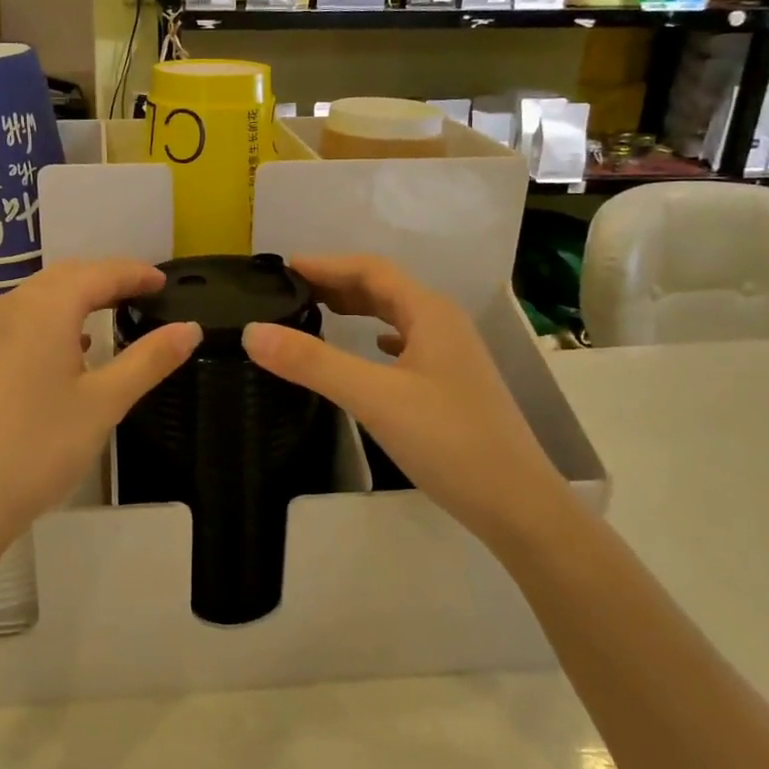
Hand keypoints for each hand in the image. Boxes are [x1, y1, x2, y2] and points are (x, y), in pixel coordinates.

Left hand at [0, 259, 200, 556]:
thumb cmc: (39, 446)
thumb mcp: (104, 402)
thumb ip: (149, 359)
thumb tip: (191, 328)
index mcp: (44, 308)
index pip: (99, 274)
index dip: (135, 274)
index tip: (164, 283)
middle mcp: (10, 306)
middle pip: (67, 277)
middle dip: (107, 279)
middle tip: (144, 294)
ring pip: (40, 295)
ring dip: (78, 296)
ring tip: (113, 312)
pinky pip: (22, 318)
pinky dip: (53, 318)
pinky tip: (71, 346)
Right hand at [241, 255, 565, 547]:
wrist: (517, 504)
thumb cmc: (448, 441)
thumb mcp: (373, 398)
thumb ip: (312, 363)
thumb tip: (252, 331)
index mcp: (430, 313)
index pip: (371, 269)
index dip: (326, 264)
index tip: (283, 268)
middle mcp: (444, 324)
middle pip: (385, 288)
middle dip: (338, 283)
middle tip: (291, 290)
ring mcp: (452, 355)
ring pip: (397, 316)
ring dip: (358, 308)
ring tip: (319, 312)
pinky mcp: (452, 385)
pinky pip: (408, 344)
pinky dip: (379, 337)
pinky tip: (369, 350)